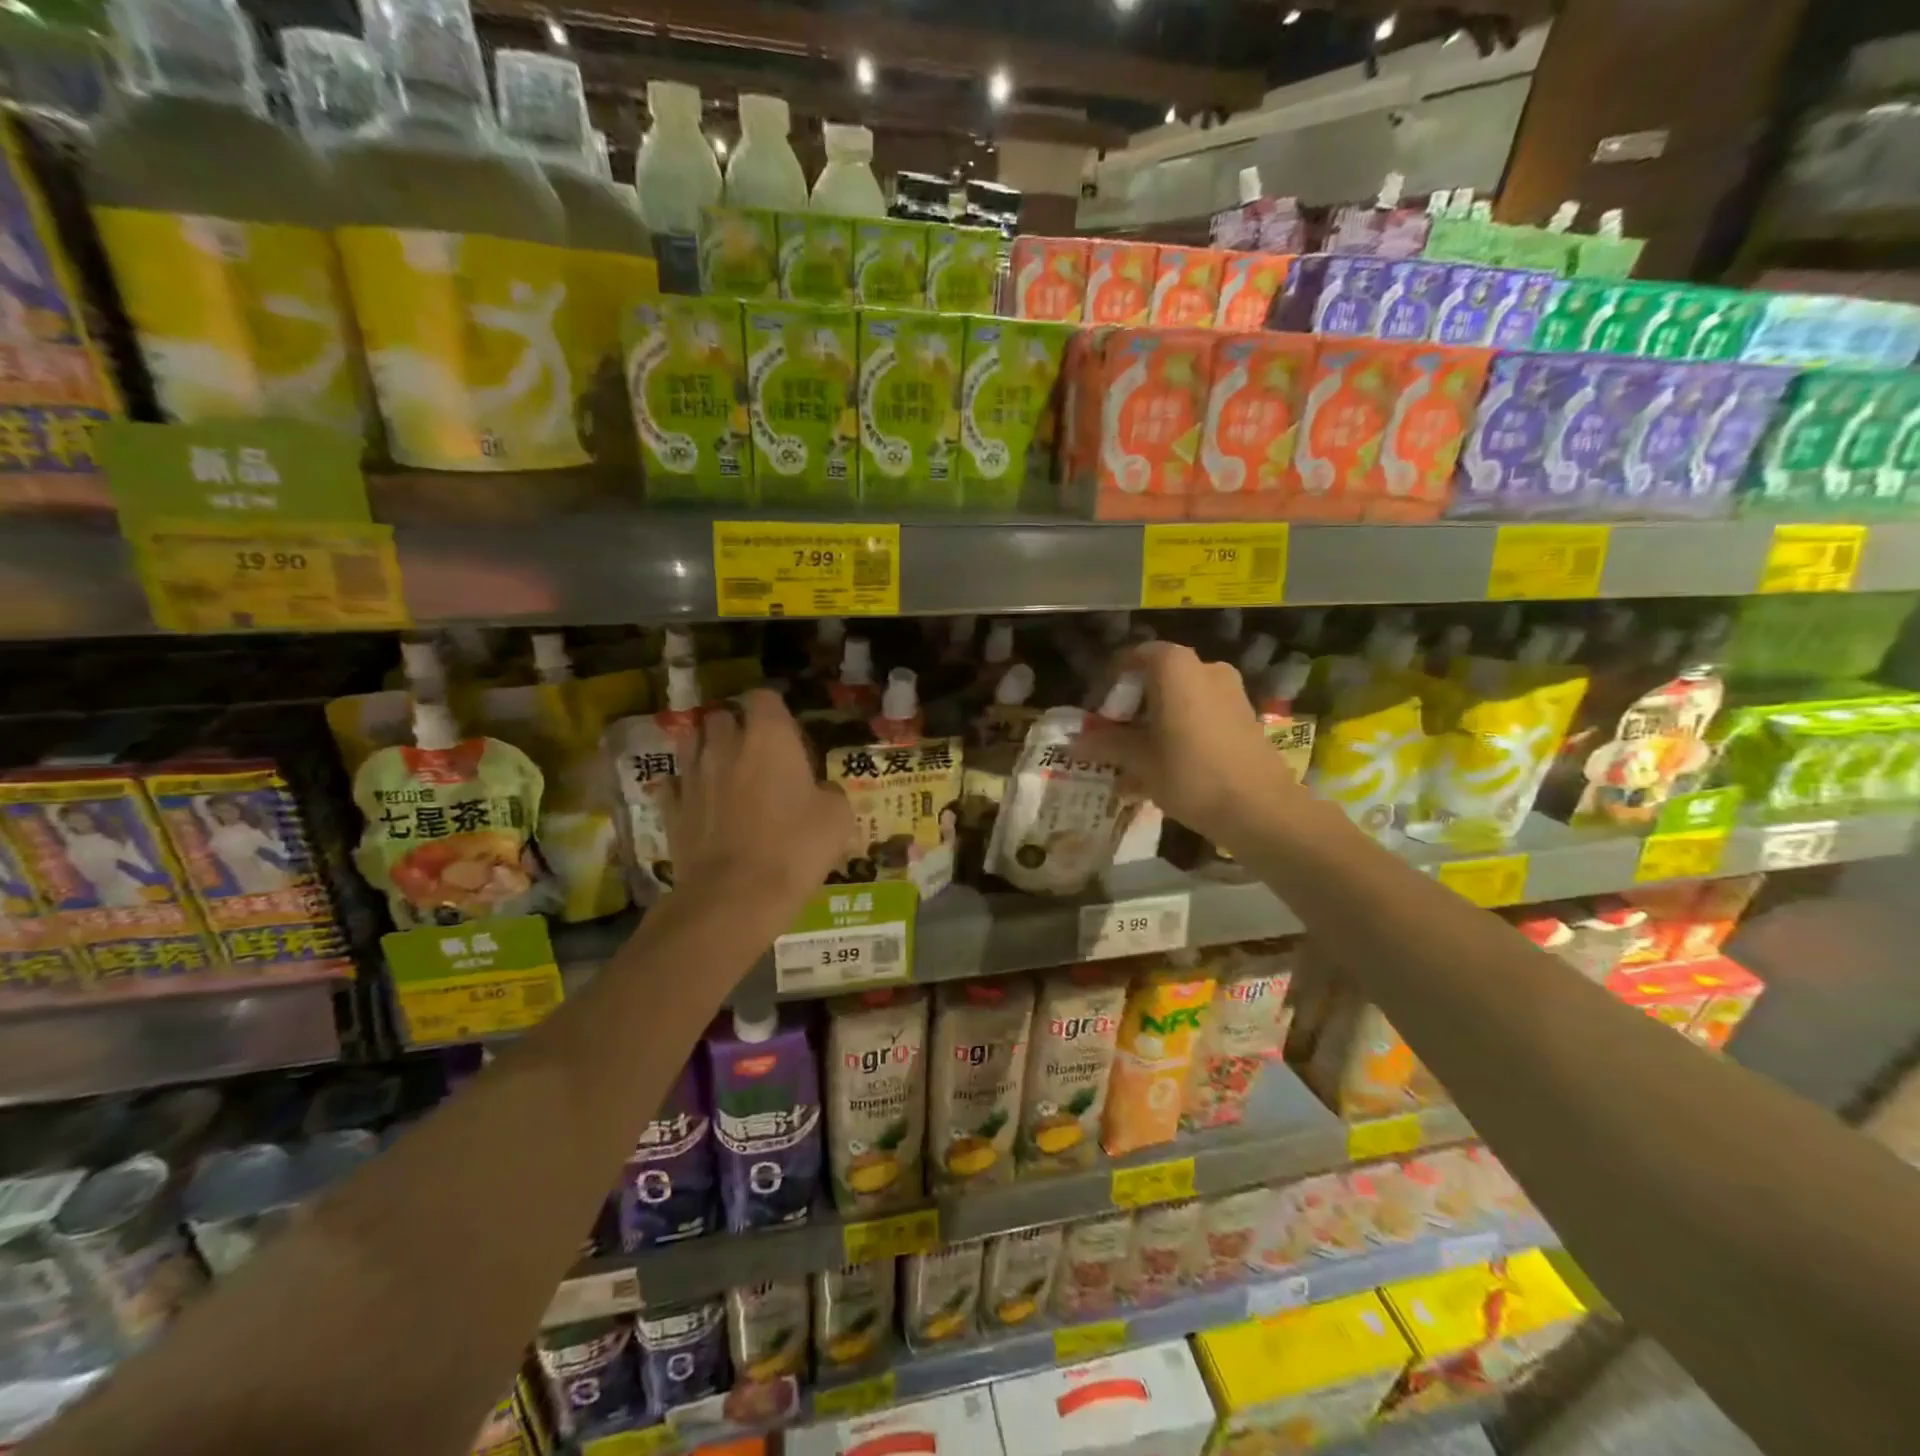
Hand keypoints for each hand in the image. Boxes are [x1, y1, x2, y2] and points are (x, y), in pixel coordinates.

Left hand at [671, 690, 851, 915]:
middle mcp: (726, 746)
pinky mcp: (671, 808)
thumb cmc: (795, 848)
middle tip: (755, 753)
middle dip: (736, 727)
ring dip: (707, 750)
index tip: (786, 731)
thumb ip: (829, 792)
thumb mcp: (838, 818)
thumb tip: (821, 792)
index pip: (764, 697)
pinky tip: (699, 802)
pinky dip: (685, 787)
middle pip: (722, 716)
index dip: (774, 710)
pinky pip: (674, 783)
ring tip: (724, 771)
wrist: (736, 895)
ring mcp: (693, 775)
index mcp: (770, 738)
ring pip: (691, 743)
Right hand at [1096, 641, 1307, 843]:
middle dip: (1132, 707)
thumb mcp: (1138, 761)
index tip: (1097, 710)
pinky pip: (1201, 715)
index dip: (1111, 682)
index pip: (1133, 657)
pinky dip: (1180, 733)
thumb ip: (1106, 745)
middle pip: (1157, 679)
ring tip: (1136, 760)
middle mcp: (1205, 668)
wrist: (1260, 808)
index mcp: (1175, 668)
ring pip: (1179, 700)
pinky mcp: (1244, 717)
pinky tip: (1165, 768)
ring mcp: (1230, 692)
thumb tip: (1074, 742)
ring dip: (1155, 723)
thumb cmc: (1190, 774)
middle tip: (1113, 737)